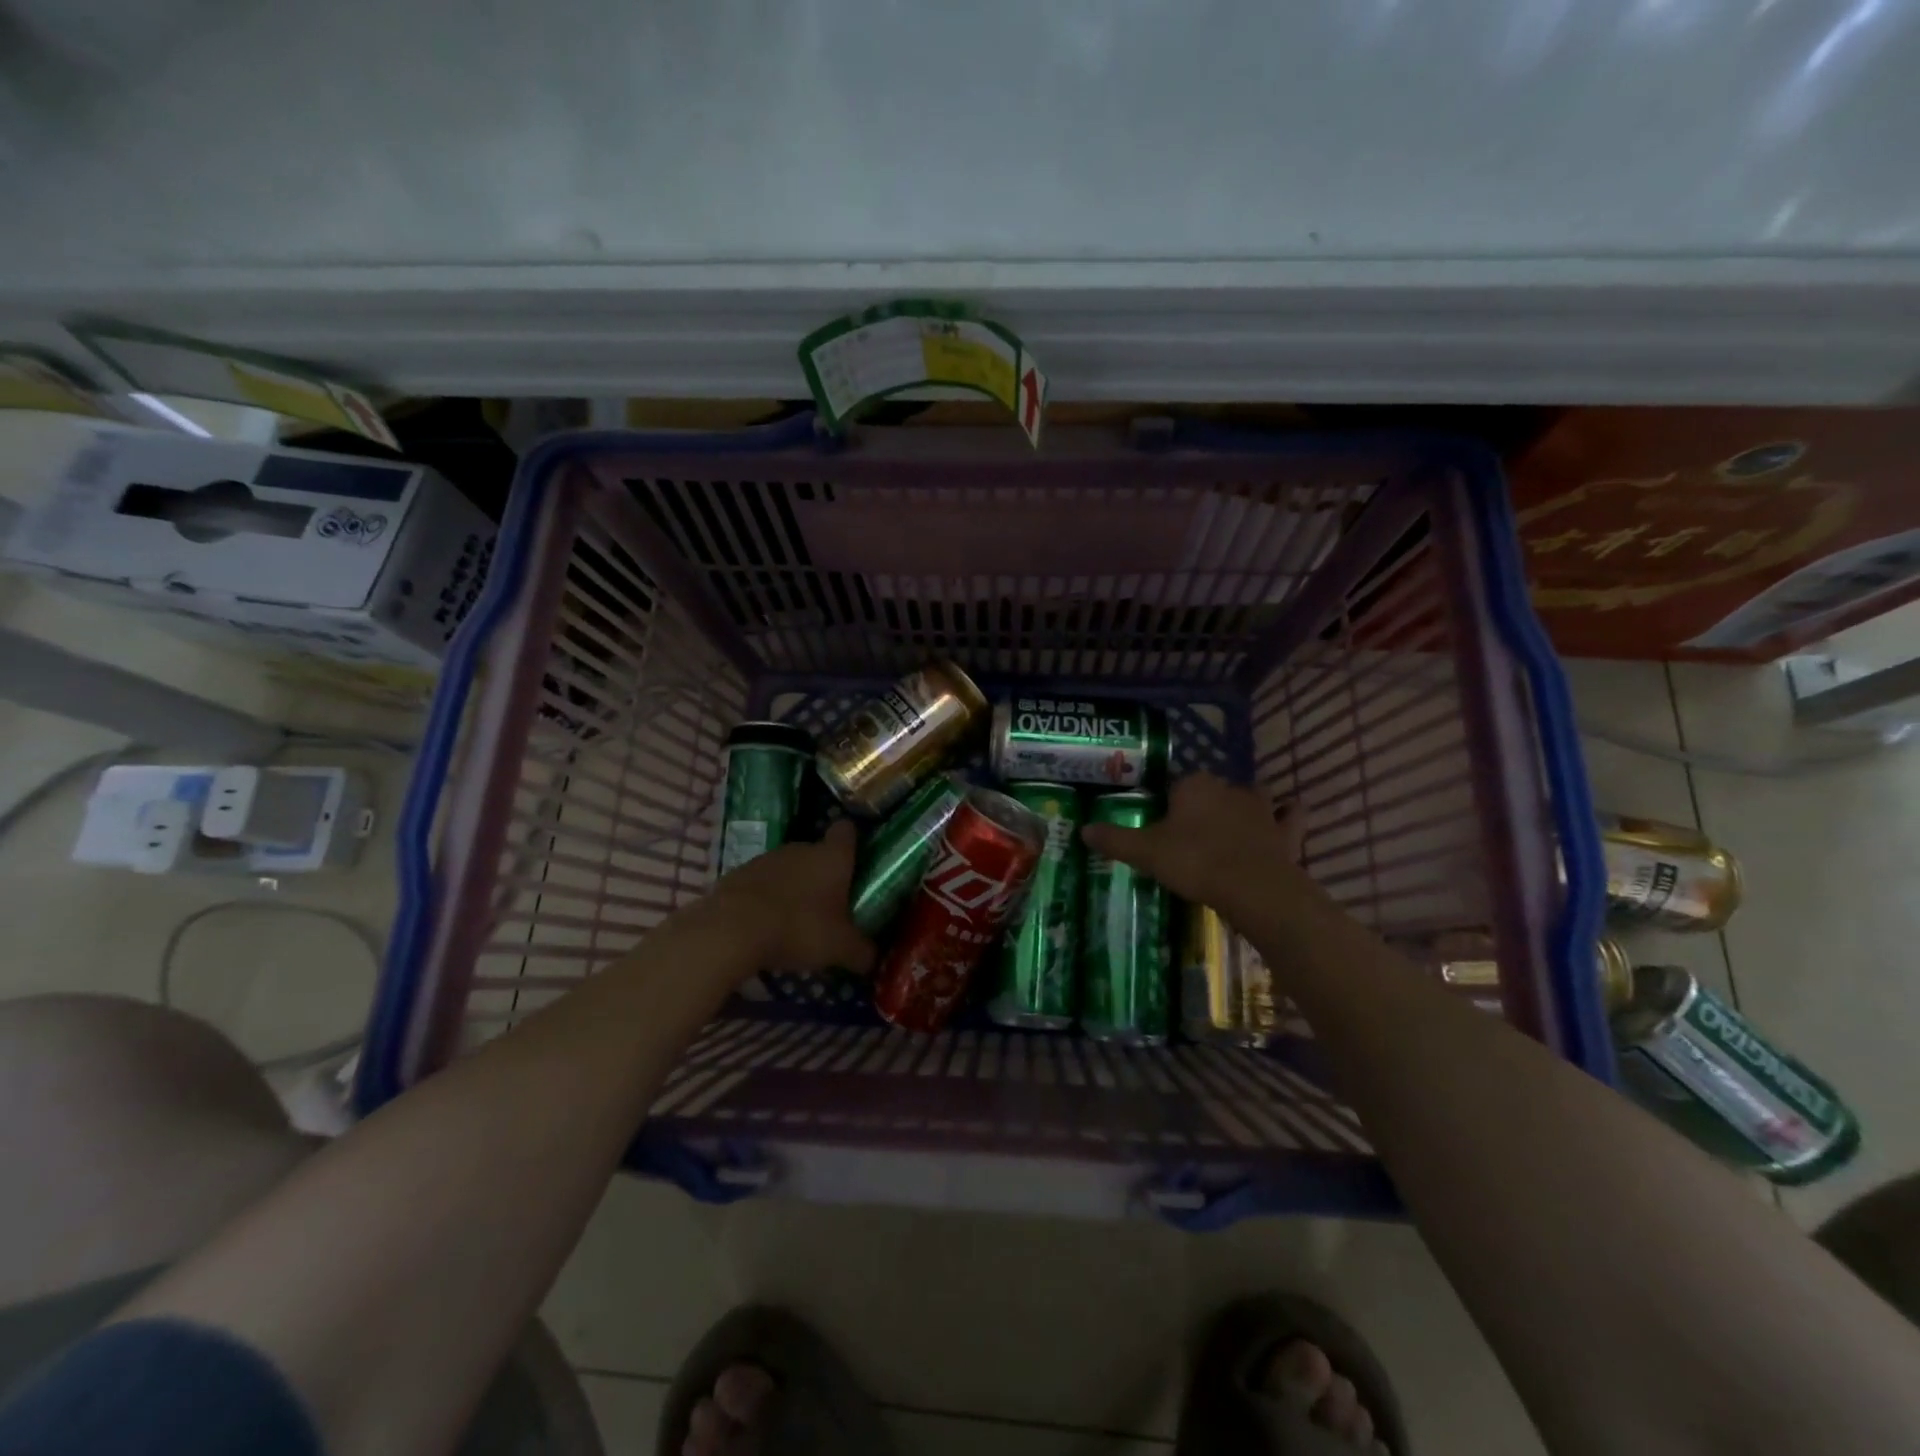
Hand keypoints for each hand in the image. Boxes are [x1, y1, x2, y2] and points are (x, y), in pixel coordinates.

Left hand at [704, 820, 875, 975]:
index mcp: (832, 856)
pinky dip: (766, 900)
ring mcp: (766, 859)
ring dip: (793, 889)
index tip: (856, 863)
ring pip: (788, 869)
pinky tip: (765, 927)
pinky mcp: (737, 875)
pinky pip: (761, 884)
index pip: (847, 831)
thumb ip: (861, 951)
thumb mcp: (840, 948)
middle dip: (824, 876)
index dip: (853, 843)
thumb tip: (872, 957)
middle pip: (817, 853)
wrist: (730, 930)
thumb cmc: (798, 928)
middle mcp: (800, 848)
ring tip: (795, 922)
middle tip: (830, 908)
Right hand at [1080, 772, 1304, 907]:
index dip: (1169, 804)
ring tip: (1230, 830)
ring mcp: (1263, 808)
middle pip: (1212, 790)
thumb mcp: (1145, 853)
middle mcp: (1230, 788)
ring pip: (1252, 797)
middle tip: (1190, 834)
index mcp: (1195, 786)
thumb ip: (1115, 839)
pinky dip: (1285, 819)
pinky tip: (1278, 828)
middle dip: (1204, 805)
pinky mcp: (1286, 832)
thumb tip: (1082, 829)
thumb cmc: (1195, 862)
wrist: (1254, 889)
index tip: (1162, 827)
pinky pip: (1289, 817)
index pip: (1176, 785)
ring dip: (1244, 807)